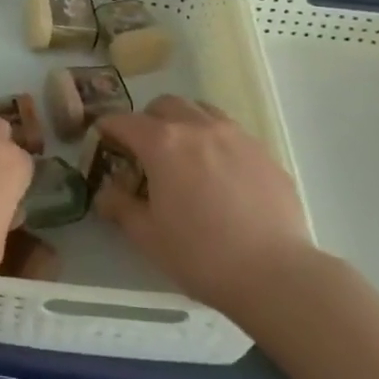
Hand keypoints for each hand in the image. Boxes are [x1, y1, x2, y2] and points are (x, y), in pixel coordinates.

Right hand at [95, 95, 316, 315]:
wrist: (276, 274)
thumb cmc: (202, 255)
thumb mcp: (149, 237)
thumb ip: (121, 207)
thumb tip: (105, 192)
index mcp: (163, 143)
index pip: (124, 121)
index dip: (108, 128)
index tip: (102, 141)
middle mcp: (197, 126)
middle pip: (164, 105)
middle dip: (148, 120)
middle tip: (145, 150)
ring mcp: (235, 135)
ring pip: (201, 110)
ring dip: (184, 122)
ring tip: (184, 154)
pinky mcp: (263, 152)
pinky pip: (231, 132)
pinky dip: (216, 141)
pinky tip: (221, 174)